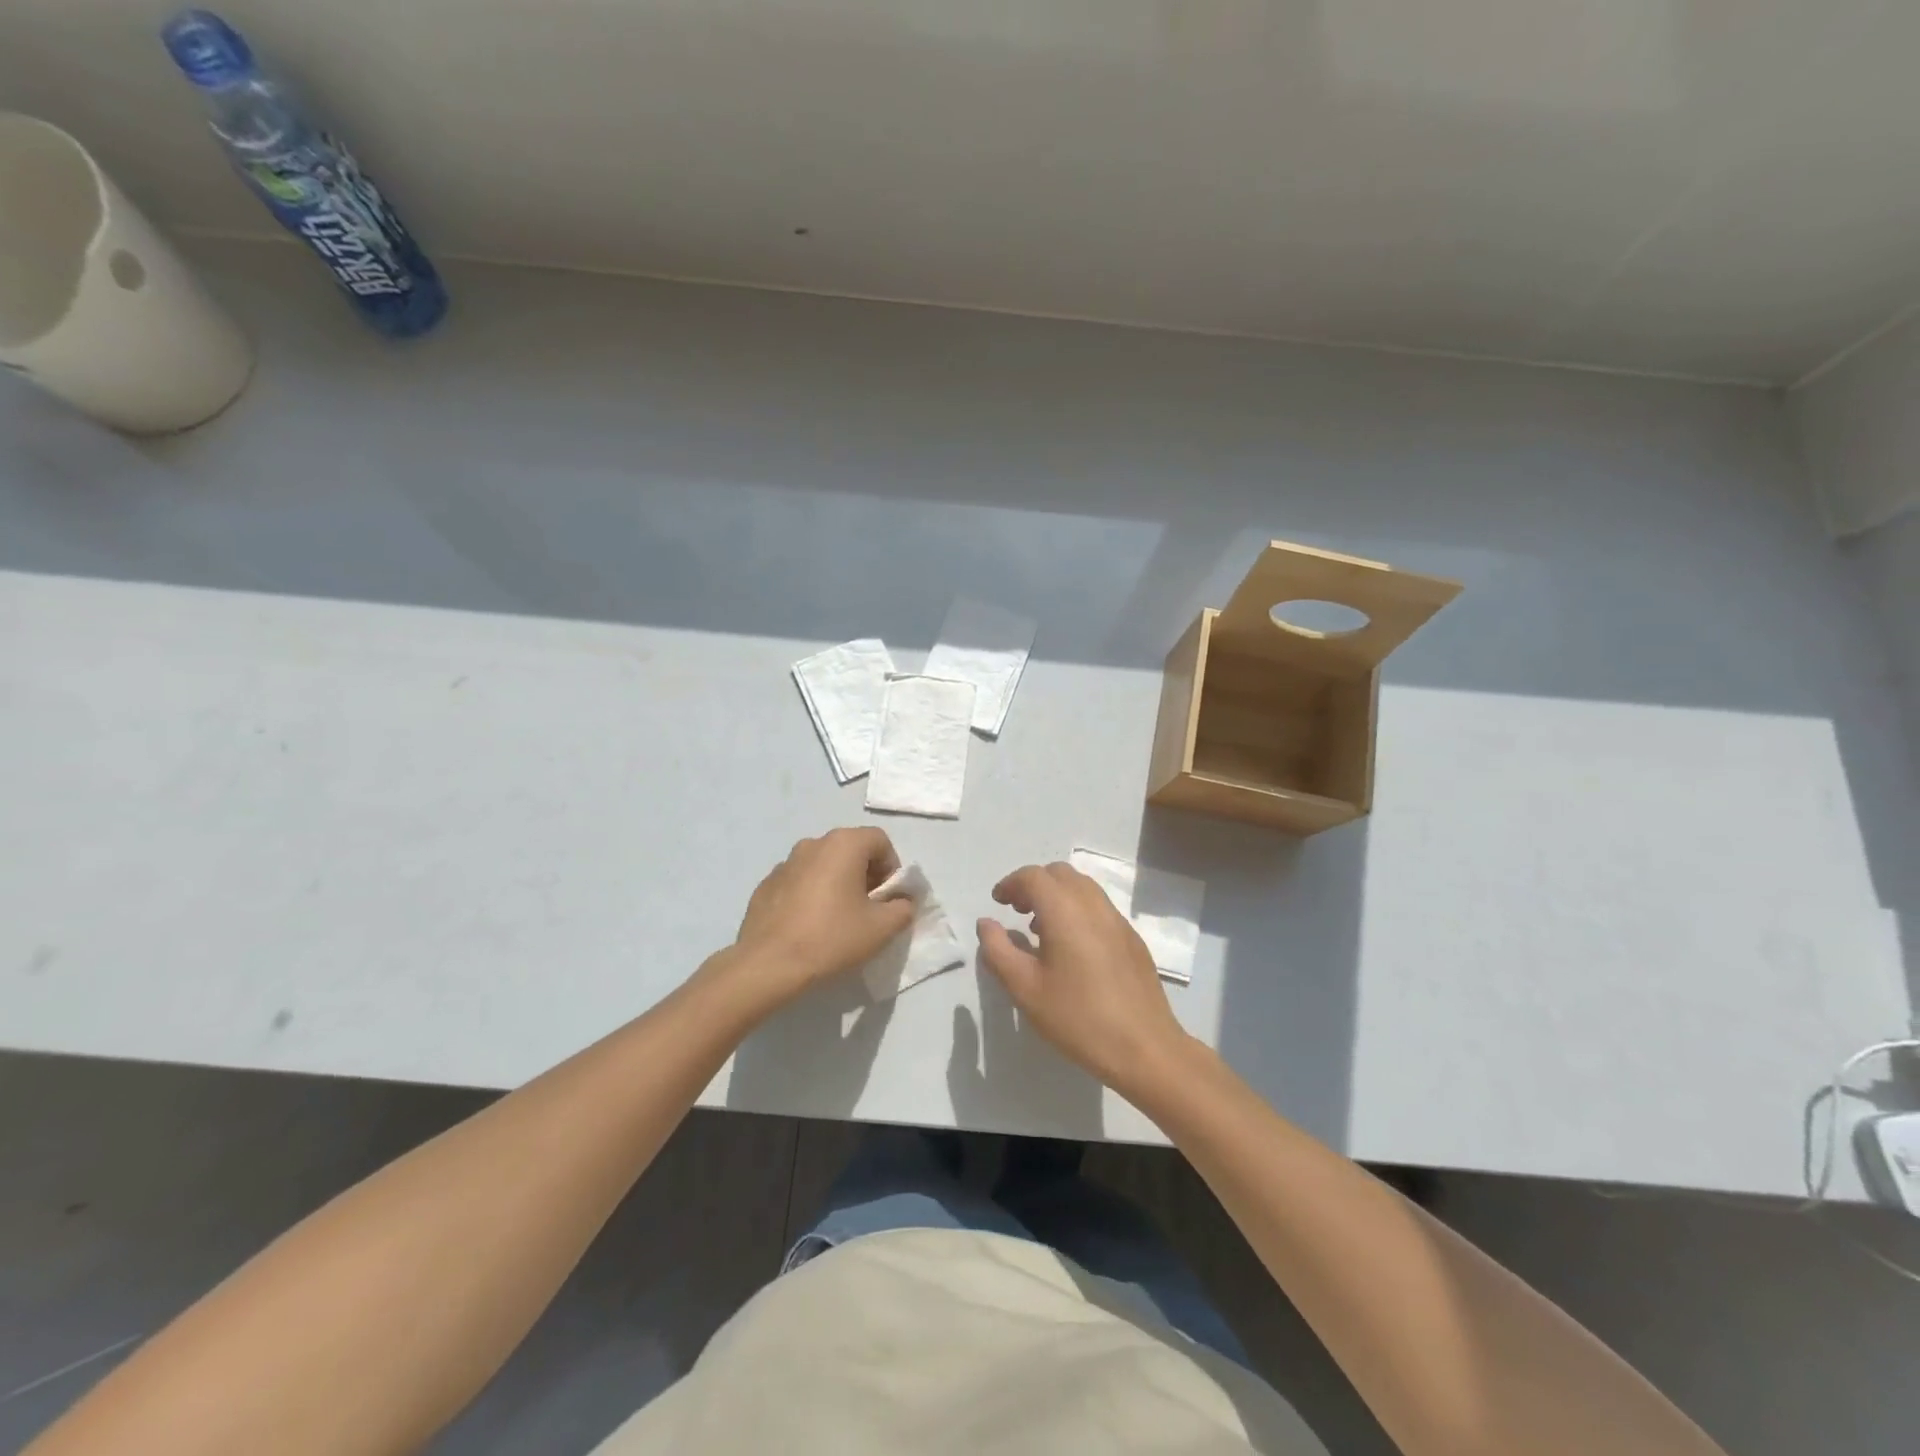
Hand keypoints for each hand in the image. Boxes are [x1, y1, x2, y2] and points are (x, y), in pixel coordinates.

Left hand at [718, 827, 915, 1015]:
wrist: (768, 964)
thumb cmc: (832, 938)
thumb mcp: (882, 928)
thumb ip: (903, 908)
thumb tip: (902, 901)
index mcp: (843, 844)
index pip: (880, 841)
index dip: (891, 868)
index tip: (888, 898)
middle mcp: (813, 843)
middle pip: (851, 849)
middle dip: (865, 874)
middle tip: (868, 909)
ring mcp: (785, 862)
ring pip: (823, 865)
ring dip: (837, 883)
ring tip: (837, 918)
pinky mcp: (766, 884)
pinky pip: (800, 881)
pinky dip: (811, 894)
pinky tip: (809, 925)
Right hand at [976, 861, 1191, 1097]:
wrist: (1144, 1047)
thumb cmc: (1077, 1017)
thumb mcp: (1025, 988)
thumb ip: (998, 950)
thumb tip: (986, 923)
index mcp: (1065, 910)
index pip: (1033, 876)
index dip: (1011, 884)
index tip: (998, 903)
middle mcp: (1093, 905)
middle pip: (1060, 874)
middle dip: (1034, 885)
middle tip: (1018, 912)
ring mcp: (1117, 920)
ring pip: (1083, 888)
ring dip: (1057, 896)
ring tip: (1042, 930)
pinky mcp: (1132, 938)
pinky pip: (1099, 907)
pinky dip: (1078, 910)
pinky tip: (1073, 948)